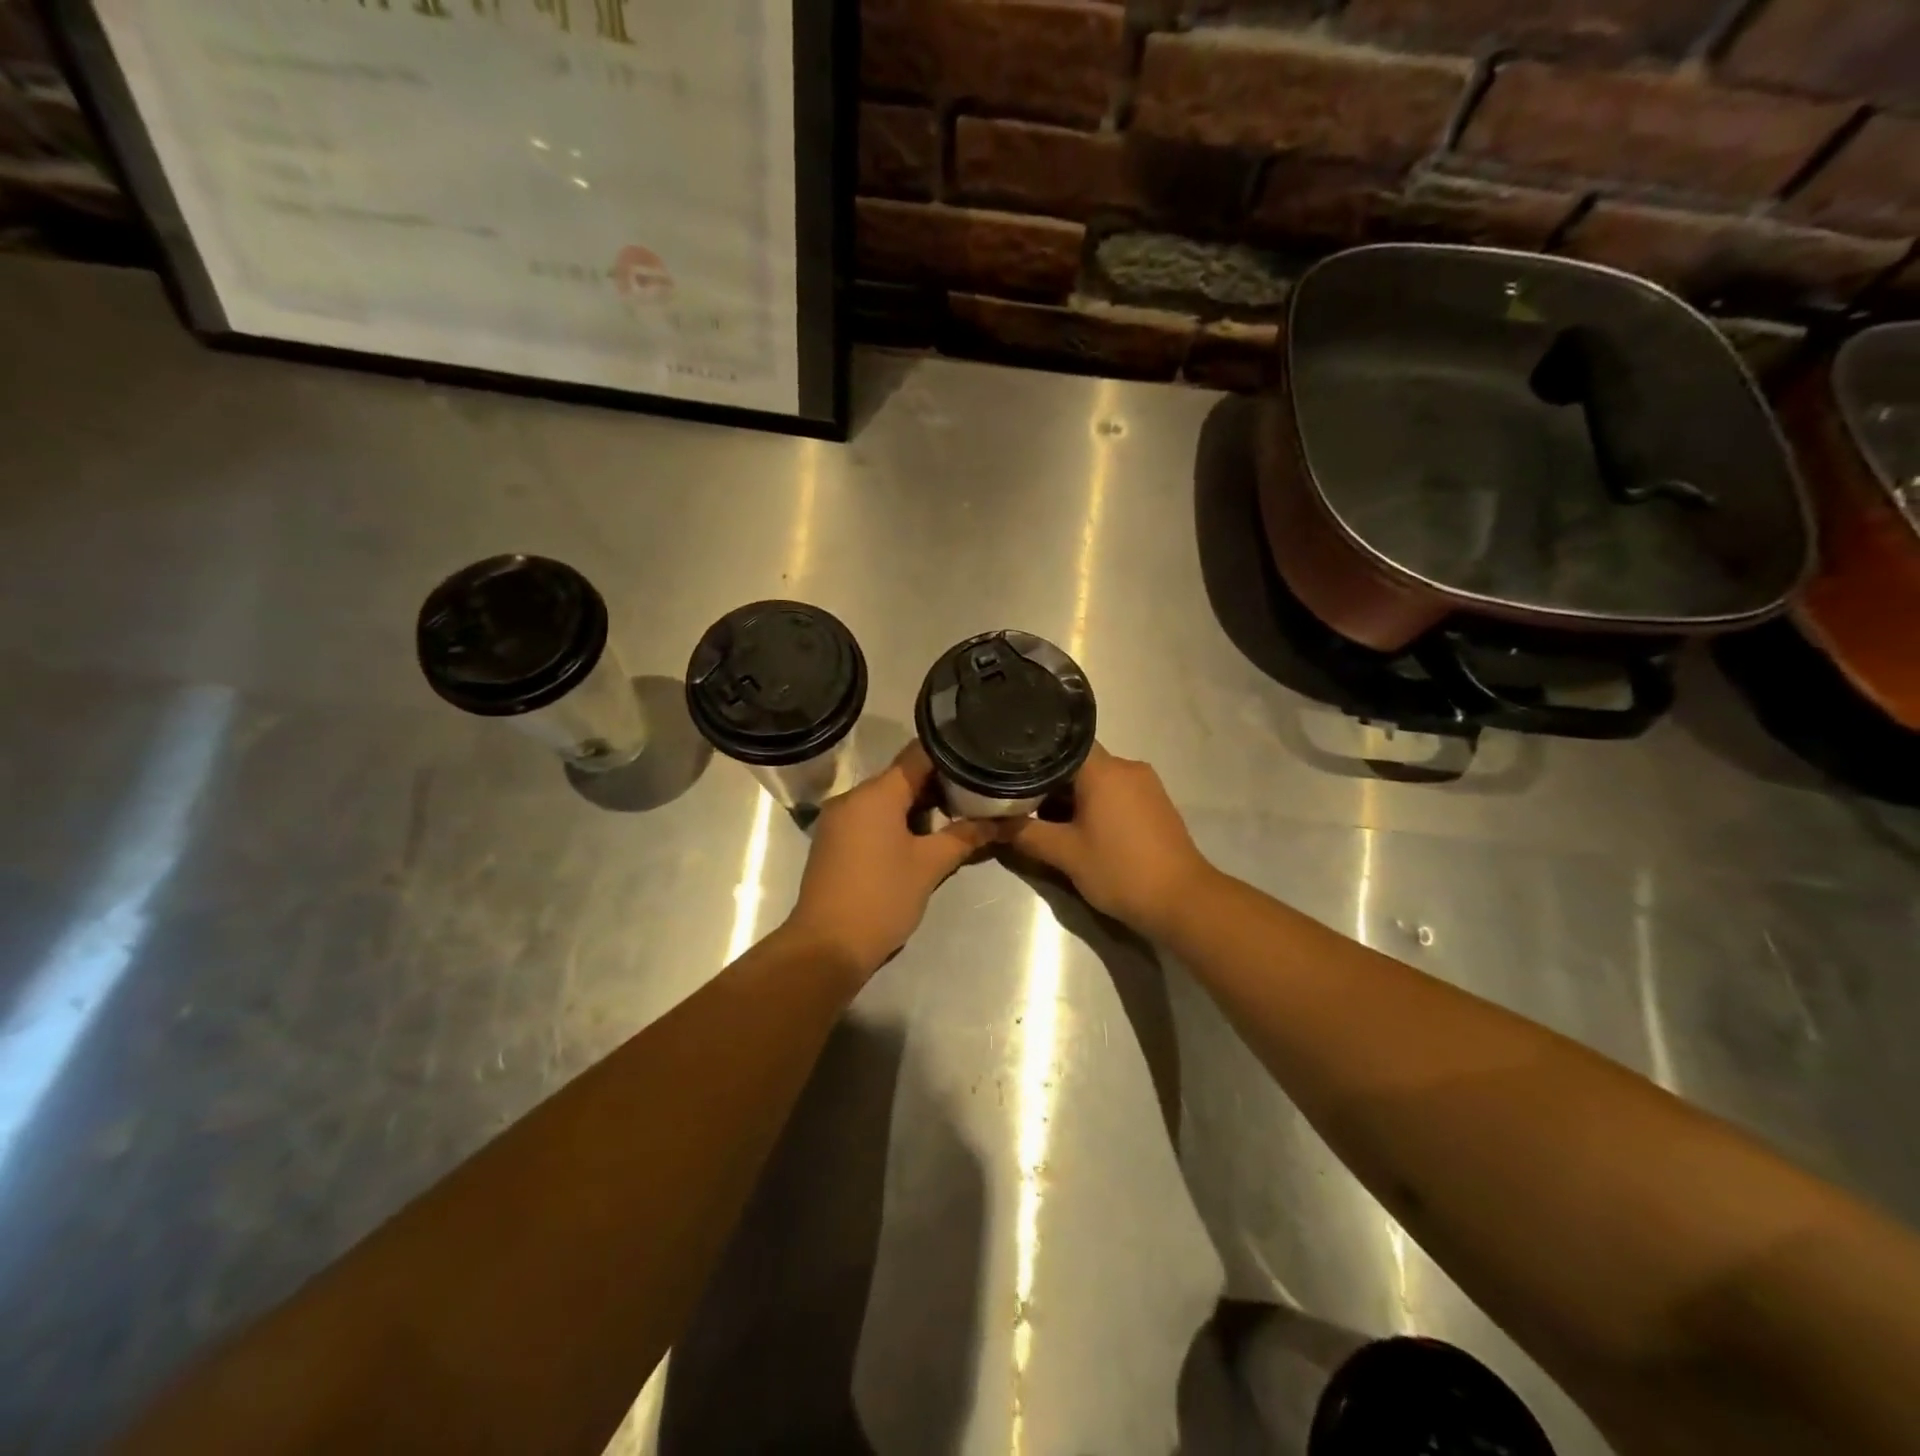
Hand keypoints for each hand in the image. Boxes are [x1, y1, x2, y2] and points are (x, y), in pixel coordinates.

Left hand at [785, 743, 996, 980]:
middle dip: (939, 785)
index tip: (979, 760)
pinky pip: (871, 817)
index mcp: (875, 793)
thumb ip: (966, 836)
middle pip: (902, 776)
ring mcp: (839, 819)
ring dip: (919, 806)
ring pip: (887, 799)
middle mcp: (852, 797)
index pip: (918, 755)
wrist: (826, 947)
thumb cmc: (881, 898)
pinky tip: (922, 840)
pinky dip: (897, 821)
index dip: (951, 754)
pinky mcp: (834, 841)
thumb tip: (1005, 821)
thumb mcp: (930, 865)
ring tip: (956, 819)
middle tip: (976, 795)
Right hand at [999, 745, 1216, 940]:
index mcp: (1104, 769)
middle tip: (1021, 802)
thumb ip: (1025, 834)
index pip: (1062, 744)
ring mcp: (1146, 785)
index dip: (1034, 755)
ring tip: (1046, 819)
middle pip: (1078, 763)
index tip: (1011, 770)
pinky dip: (1095, 804)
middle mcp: (1127, 767)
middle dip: (1050, 783)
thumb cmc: (1120, 870)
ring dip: (1072, 797)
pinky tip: (1081, 829)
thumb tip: (991, 824)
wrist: (1183, 900)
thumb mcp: (1065, 854)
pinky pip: (1116, 792)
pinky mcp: (1156, 803)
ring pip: (1097, 779)